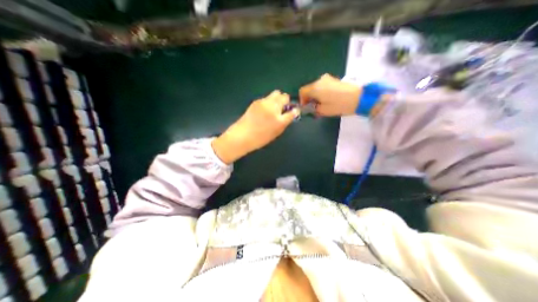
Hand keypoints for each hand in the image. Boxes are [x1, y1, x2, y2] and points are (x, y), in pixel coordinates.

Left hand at [213, 90, 300, 163]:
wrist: (242, 135)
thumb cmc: (260, 138)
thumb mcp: (276, 132)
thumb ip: (285, 121)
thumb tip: (291, 113)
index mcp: (279, 119)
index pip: (292, 111)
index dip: (294, 110)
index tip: (293, 111)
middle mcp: (273, 108)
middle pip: (284, 96)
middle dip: (285, 100)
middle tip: (282, 108)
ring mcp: (264, 102)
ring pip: (275, 94)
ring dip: (277, 99)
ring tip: (273, 108)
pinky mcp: (256, 101)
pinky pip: (266, 98)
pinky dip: (268, 101)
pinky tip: (264, 110)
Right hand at [299, 73, 360, 115]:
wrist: (359, 98)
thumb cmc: (338, 105)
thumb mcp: (323, 110)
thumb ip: (313, 109)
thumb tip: (311, 107)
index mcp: (315, 87)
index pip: (302, 91)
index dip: (302, 100)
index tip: (306, 107)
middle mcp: (320, 80)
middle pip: (309, 89)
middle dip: (309, 98)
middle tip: (314, 107)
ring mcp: (328, 79)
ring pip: (316, 87)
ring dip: (316, 95)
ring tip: (322, 104)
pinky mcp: (335, 80)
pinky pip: (323, 86)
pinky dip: (322, 92)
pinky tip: (328, 99)